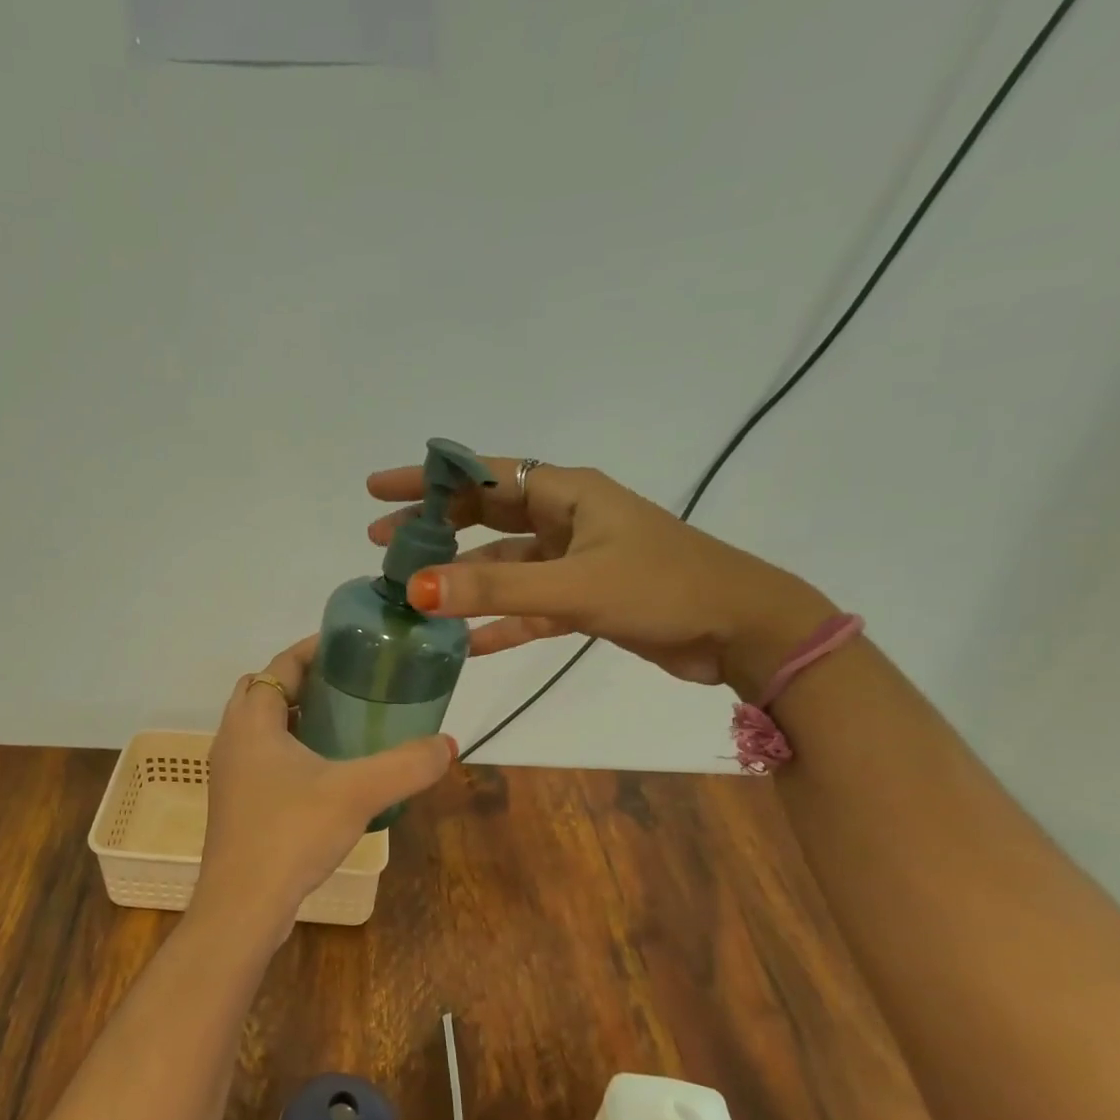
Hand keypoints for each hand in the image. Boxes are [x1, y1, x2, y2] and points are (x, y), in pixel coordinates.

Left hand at [197, 638, 454, 937]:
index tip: (352, 646)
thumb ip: (406, 765)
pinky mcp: (235, 803)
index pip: (281, 664)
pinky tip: (325, 773)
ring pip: (261, 726)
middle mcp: (232, 739)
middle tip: (349, 685)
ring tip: (343, 722)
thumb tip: (447, 745)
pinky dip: (288, 748)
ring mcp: (229, 773)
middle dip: (304, 680)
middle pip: (265, 690)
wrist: (242, 906)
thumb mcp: (357, 793)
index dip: (314, 649)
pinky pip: (262, 757)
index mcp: (252, 721)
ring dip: (295, 716)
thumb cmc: (291, 833)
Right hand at [367, 459, 834, 697]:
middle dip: (434, 527)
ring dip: (462, 577)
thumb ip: (495, 588)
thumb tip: (417, 589)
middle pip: (485, 515)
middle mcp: (566, 519)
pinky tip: (466, 644)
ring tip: (412, 591)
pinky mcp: (584, 599)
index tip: (377, 490)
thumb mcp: (574, 585)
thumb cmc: (663, 588)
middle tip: (382, 543)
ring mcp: (575, 560)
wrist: (742, 631)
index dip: (426, 480)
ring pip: (503, 564)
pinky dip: (498, 621)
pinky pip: (527, 606)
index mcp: (567, 494)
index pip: (481, 475)